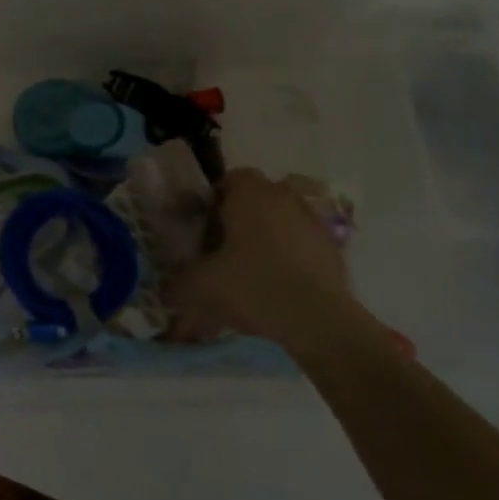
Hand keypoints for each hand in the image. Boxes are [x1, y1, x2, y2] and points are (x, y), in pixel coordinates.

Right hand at [169, 168, 384, 355]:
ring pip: (281, 219)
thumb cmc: (253, 286)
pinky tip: (278, 287)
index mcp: (250, 194)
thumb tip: (166, 288)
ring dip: (267, 236)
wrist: (318, 320)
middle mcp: (284, 197)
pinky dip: (290, 256)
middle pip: (257, 198)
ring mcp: (313, 221)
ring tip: (252, 271)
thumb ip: (178, 281)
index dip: (214, 201)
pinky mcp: (333, 248)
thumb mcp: (201, 285)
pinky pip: (302, 243)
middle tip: (224, 250)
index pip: (230, 179)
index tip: (206, 229)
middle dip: (241, 218)